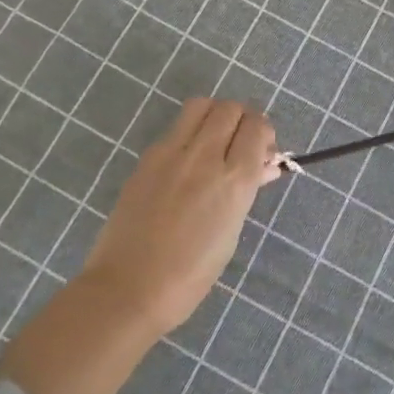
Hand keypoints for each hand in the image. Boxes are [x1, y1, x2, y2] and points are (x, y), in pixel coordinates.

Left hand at [78, 98, 277, 336]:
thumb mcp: (231, 231)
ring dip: (215, 116)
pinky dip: (190, 133)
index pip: (256, 127)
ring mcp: (171, 153)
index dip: (264, 134)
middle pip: (231, 108)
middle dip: (243, 120)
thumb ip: (247, 190)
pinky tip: (188, 161)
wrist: (129, 287)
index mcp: (233, 180)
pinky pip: (176, 128)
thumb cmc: (191, 274)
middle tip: (241, 144)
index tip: (262, 152)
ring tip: (215, 142)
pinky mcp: (147, 158)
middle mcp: (204, 156)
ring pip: (201, 105)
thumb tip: (264, 166)